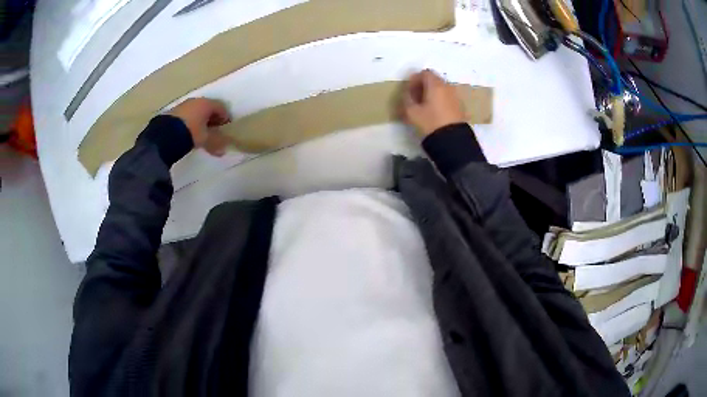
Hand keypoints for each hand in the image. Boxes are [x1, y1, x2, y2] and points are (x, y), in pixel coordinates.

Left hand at [168, 98, 231, 155]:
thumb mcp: (205, 139)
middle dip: (212, 117)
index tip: (226, 126)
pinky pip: (185, 115)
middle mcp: (195, 101)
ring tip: (200, 131)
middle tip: (214, 129)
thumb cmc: (191, 133)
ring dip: (199, 119)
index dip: (225, 116)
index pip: (221, 107)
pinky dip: (189, 121)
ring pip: (195, 110)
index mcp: (206, 104)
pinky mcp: (172, 112)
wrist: (165, 135)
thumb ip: (215, 143)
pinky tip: (188, 131)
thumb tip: (224, 150)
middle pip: (208, 107)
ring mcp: (183, 105)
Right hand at [400, 69, 465, 136]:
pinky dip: (440, 100)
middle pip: (434, 80)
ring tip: (424, 106)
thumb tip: (407, 94)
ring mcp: (456, 97)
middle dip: (423, 86)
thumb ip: (407, 99)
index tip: (409, 90)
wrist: (452, 141)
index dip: (414, 79)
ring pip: (441, 89)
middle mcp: (447, 87)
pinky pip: (447, 98)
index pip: (424, 73)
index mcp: (436, 85)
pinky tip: (434, 112)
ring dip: (432, 94)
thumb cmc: (430, 123)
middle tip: (415, 98)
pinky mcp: (460, 107)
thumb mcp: (411, 112)